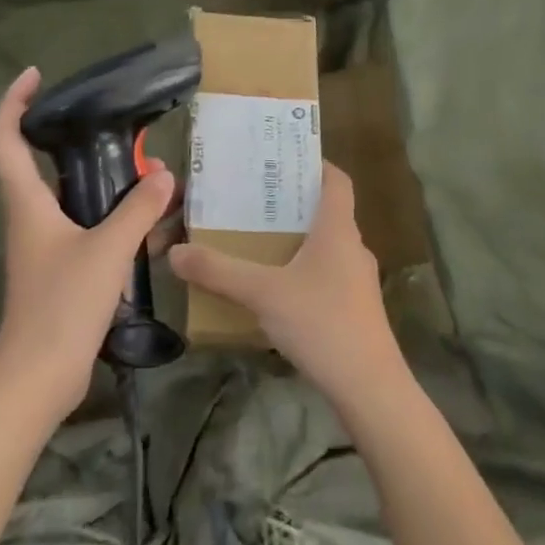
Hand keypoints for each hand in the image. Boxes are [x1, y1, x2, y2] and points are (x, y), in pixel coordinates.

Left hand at [0, 67, 176, 425]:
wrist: (39, 375)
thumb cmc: (63, 304)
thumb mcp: (108, 250)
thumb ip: (138, 210)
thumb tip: (163, 174)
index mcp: (27, 204)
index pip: (5, 140)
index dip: (13, 103)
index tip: (35, 76)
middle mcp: (28, 220)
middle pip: (37, 166)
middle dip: (68, 140)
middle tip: (110, 128)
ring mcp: (42, 248)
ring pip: (67, 200)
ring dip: (98, 182)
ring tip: (140, 172)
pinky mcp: (59, 272)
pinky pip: (84, 230)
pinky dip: (110, 218)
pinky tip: (145, 224)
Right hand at [168, 164, 406, 414]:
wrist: (368, 385)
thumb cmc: (321, 322)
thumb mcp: (263, 293)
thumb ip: (218, 271)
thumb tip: (176, 252)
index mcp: (337, 229)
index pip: (336, 180)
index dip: (314, 164)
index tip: (282, 159)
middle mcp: (352, 247)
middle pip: (326, 211)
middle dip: (290, 204)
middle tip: (251, 200)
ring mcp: (357, 279)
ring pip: (324, 246)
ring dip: (294, 239)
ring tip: (255, 240)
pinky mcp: (354, 307)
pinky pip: (325, 274)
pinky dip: (301, 270)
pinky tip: (274, 288)